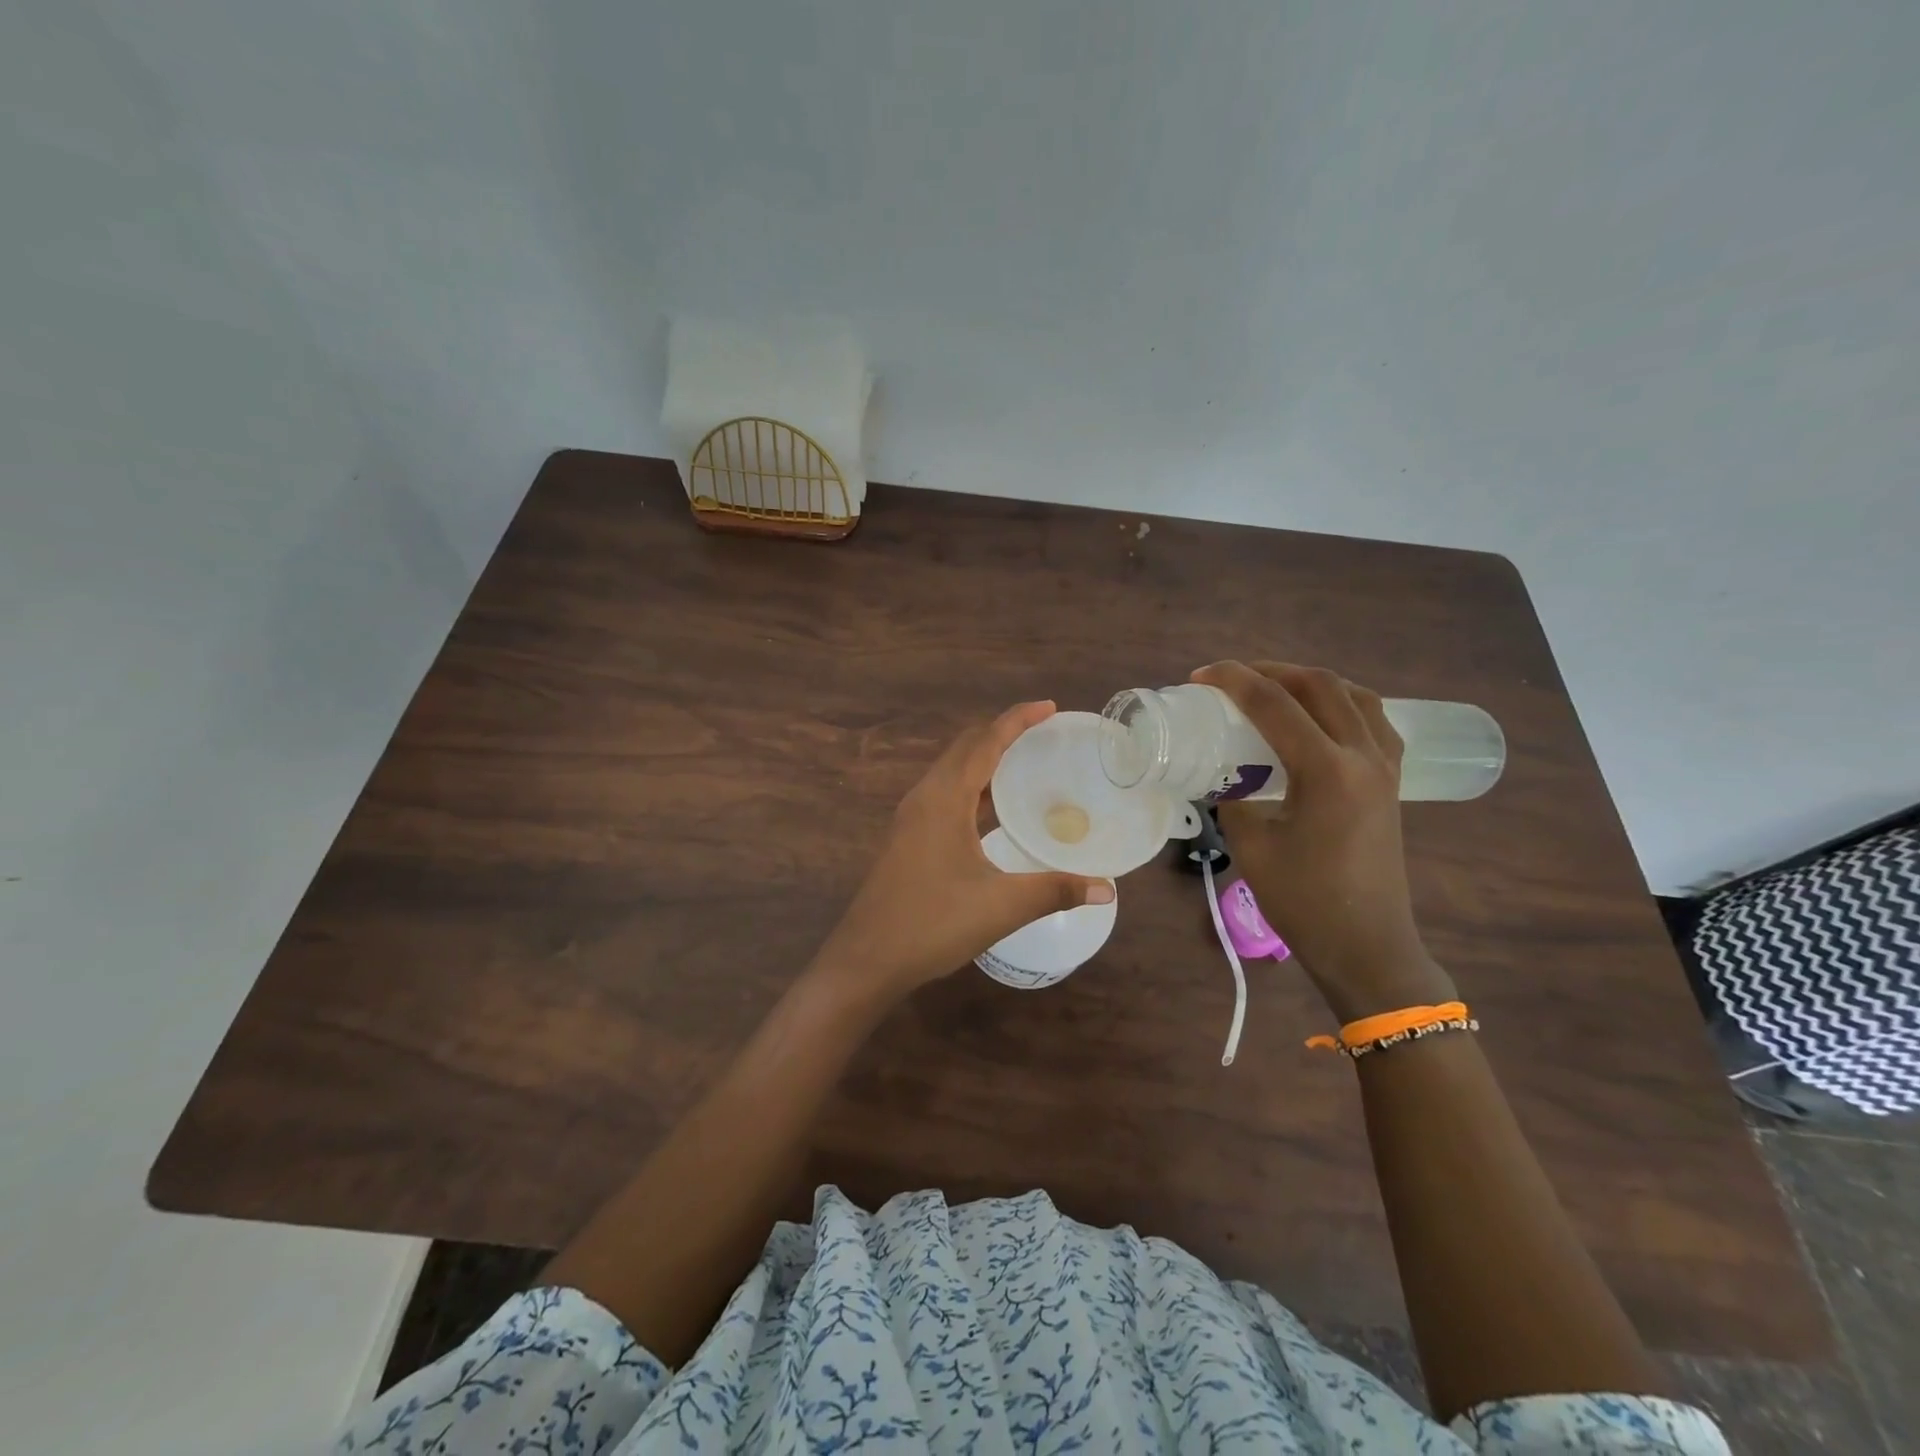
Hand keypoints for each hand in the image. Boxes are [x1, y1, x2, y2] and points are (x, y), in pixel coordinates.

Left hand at [812, 701, 1114, 998]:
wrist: (867, 959)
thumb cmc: (932, 923)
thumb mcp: (1001, 906)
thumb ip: (1055, 890)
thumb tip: (1106, 886)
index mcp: (944, 798)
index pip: (985, 743)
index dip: (1017, 720)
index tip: (1049, 706)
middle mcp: (924, 797)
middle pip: (965, 749)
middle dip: (1002, 733)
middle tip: (1043, 732)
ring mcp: (911, 818)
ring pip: (952, 772)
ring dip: (985, 760)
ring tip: (1024, 763)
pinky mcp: (908, 839)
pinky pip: (945, 795)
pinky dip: (973, 788)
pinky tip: (993, 809)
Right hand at [1192, 662, 1454, 1021]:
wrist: (1366, 946)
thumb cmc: (1304, 901)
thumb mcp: (1251, 847)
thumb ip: (1233, 798)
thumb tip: (1221, 774)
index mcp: (1327, 771)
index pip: (1275, 704)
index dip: (1234, 680)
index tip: (1200, 677)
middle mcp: (1363, 756)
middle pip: (1320, 685)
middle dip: (1272, 671)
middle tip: (1233, 680)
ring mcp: (1385, 767)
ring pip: (1355, 695)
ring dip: (1311, 682)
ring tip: (1275, 690)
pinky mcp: (1392, 782)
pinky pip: (1374, 720)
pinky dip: (1343, 704)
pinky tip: (1319, 719)